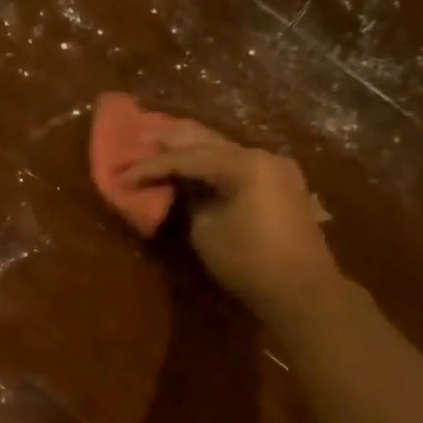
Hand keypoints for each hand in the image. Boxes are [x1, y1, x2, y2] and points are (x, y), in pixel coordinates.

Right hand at [127, 123, 342, 327]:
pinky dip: (213, 162)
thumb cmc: (248, 261)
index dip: (150, 166)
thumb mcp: (206, 231)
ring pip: (224, 150)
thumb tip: (185, 188)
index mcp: (243, 165)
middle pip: (207, 141)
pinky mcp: (281, 184)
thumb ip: (191, 200)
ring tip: (163, 142)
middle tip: (139, 133)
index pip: (185, 158)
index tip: (121, 174)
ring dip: (193, 148)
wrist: (302, 289)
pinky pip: (239, 164)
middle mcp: (262, 156)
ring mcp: (276, 168)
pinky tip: (196, 163)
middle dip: (171, 140)